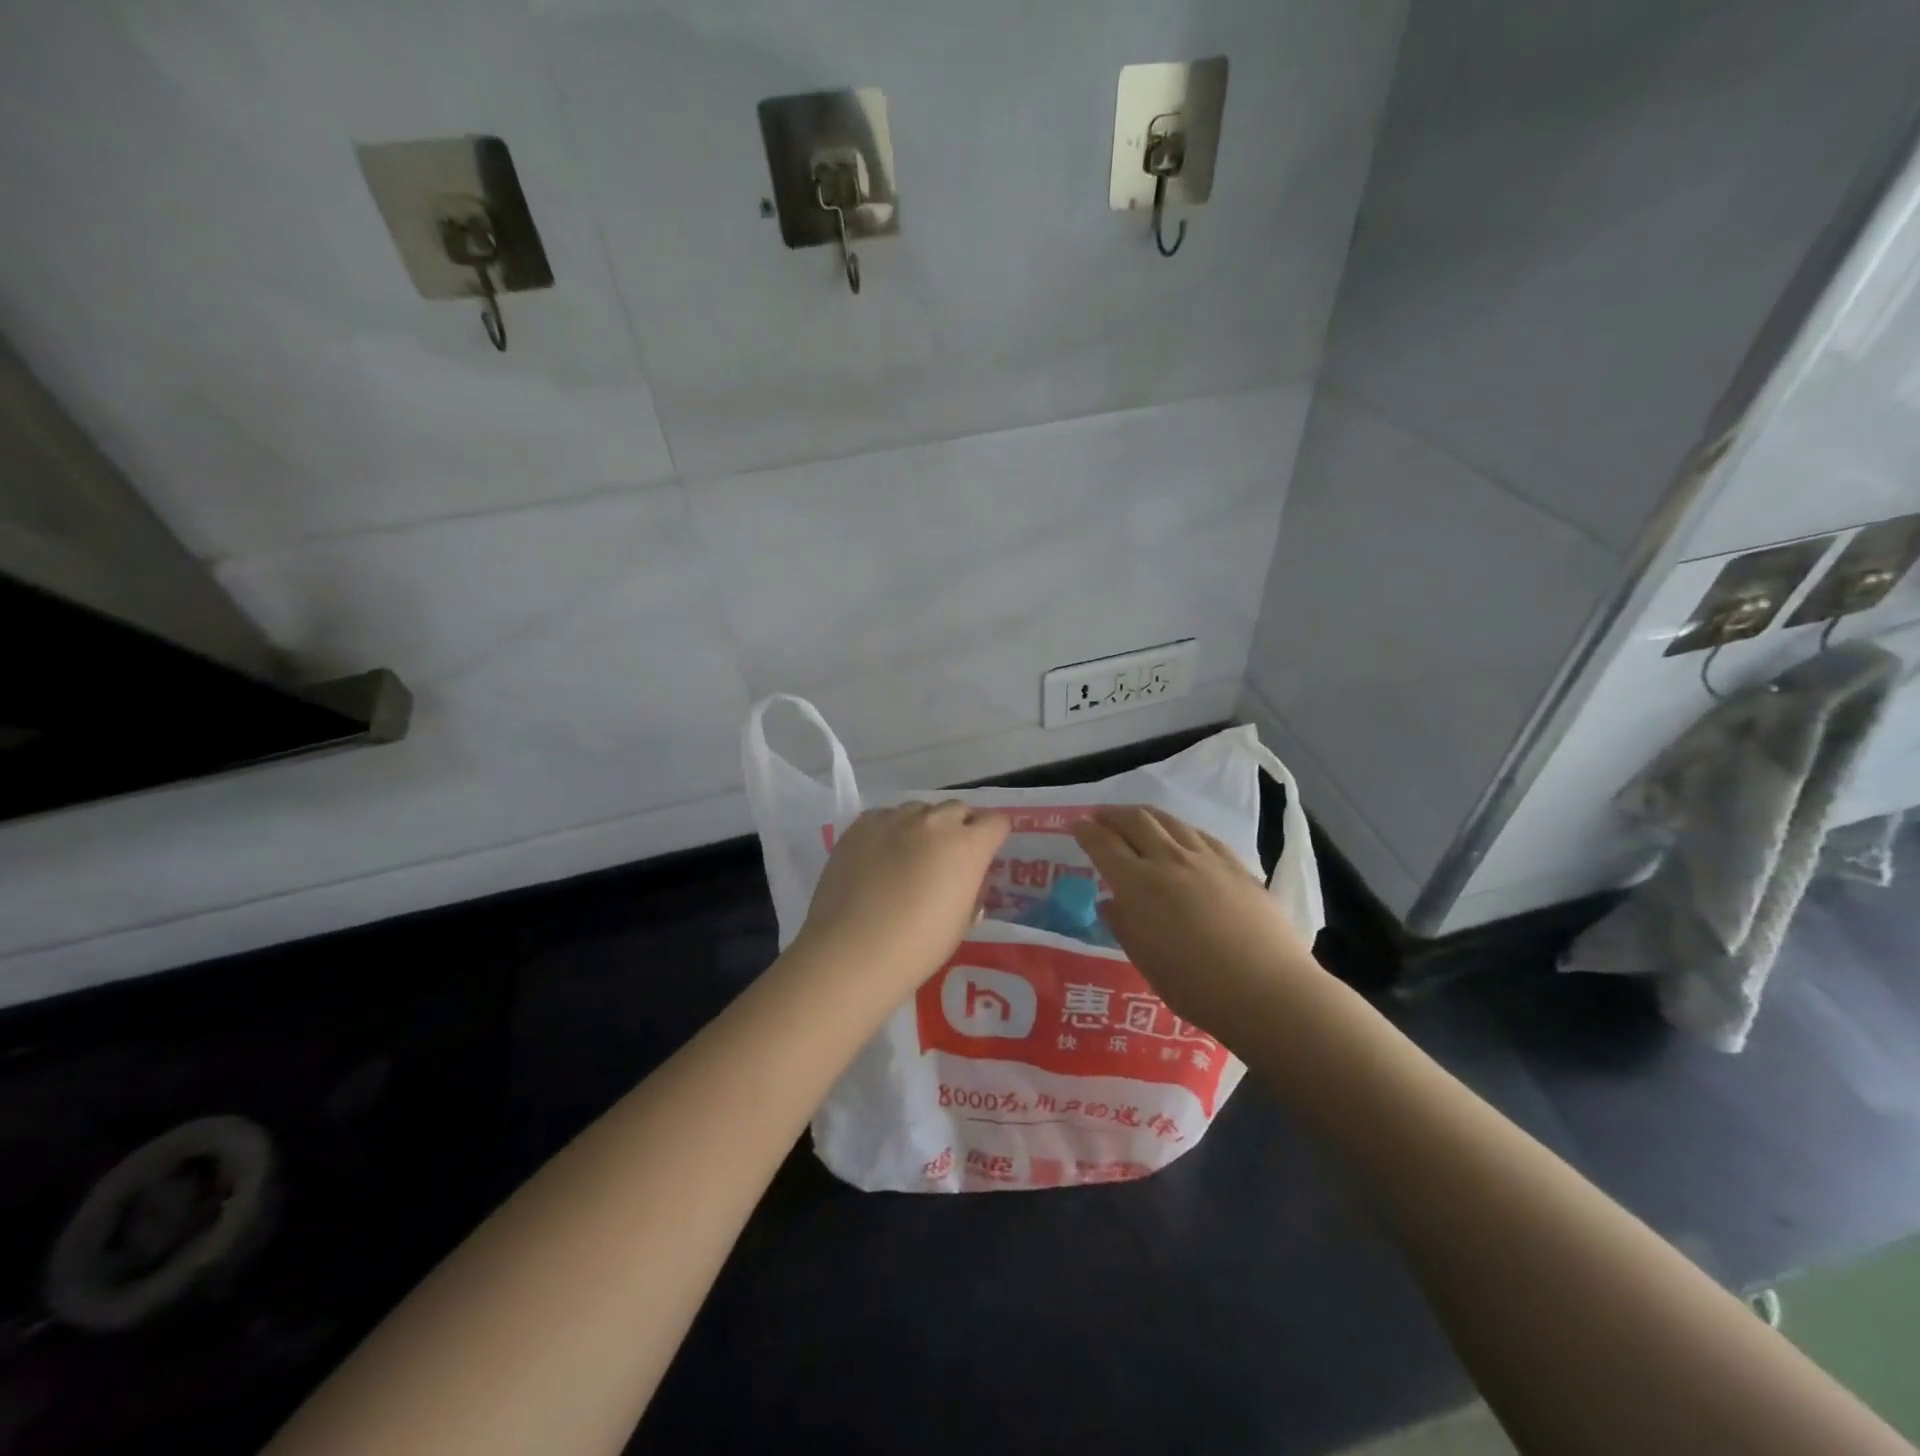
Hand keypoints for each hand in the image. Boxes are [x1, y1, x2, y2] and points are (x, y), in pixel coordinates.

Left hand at [798, 801, 1011, 990]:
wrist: (852, 952)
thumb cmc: (916, 947)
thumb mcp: (960, 924)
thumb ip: (970, 893)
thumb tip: (965, 882)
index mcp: (967, 846)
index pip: (996, 822)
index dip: (994, 835)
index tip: (987, 850)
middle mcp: (934, 822)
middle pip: (957, 809)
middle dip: (959, 827)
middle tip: (948, 856)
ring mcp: (894, 819)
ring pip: (919, 809)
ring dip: (923, 826)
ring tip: (910, 854)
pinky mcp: (860, 825)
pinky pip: (885, 817)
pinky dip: (890, 830)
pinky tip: (879, 856)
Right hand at [1070, 806, 1316, 1032]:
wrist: (1268, 990)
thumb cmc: (1196, 987)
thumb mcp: (1146, 961)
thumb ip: (1124, 925)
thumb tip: (1111, 902)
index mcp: (1139, 885)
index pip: (1104, 844)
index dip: (1086, 831)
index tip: (1075, 824)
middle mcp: (1169, 860)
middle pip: (1135, 821)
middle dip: (1112, 814)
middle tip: (1099, 817)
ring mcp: (1206, 859)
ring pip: (1169, 821)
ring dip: (1144, 815)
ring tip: (1135, 819)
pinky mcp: (1235, 865)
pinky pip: (1199, 834)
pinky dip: (1179, 829)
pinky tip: (1180, 837)